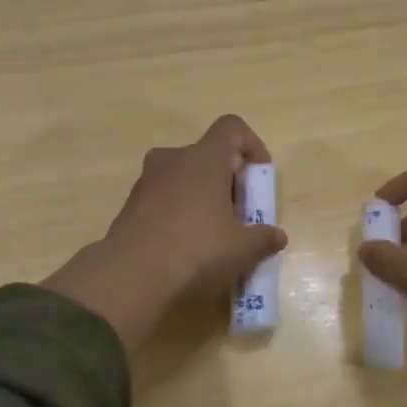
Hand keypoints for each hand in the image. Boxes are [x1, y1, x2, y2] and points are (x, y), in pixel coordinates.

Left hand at [43, 115, 286, 350]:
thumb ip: (263, 238)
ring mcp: (146, 182)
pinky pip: (163, 198)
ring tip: (214, 234)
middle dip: (228, 180)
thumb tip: (277, 237)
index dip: (251, 145)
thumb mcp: (242, 250)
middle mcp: (173, 160)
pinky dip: (179, 212)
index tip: (259, 176)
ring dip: (202, 196)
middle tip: (240, 214)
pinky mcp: (129, 206)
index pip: (231, 128)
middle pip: (207, 155)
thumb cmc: (197, 251)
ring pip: (183, 178)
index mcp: (204, 158)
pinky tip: (186, 246)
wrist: (131, 278)